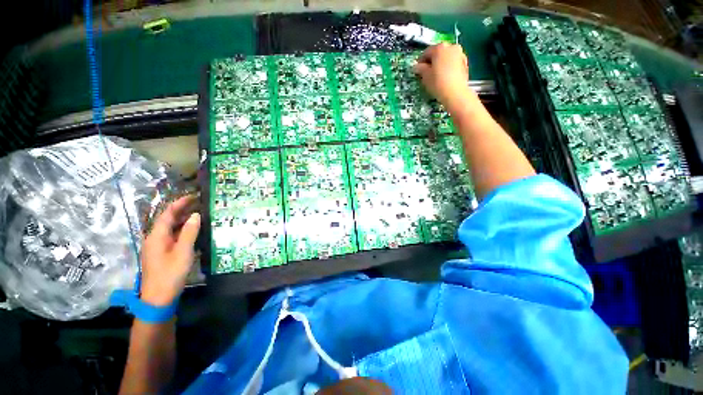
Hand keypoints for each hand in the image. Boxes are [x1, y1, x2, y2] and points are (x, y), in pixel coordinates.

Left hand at [140, 196, 200, 305]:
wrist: (158, 298)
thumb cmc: (170, 274)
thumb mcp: (183, 252)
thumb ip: (189, 232)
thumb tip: (196, 215)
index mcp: (156, 236)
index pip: (167, 214)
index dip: (179, 203)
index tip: (193, 196)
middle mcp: (154, 239)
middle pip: (167, 220)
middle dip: (182, 210)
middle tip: (199, 203)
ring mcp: (157, 247)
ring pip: (170, 228)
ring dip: (183, 220)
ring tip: (199, 214)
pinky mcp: (162, 254)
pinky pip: (172, 237)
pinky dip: (183, 230)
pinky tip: (193, 231)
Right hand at [414, 43, 473, 110]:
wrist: (455, 93)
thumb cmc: (438, 83)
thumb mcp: (425, 76)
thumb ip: (420, 69)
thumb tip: (416, 67)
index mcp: (439, 48)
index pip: (426, 52)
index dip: (420, 61)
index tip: (418, 70)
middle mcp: (451, 47)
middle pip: (438, 53)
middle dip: (432, 61)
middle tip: (427, 73)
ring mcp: (460, 54)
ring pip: (446, 57)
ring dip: (440, 64)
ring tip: (436, 75)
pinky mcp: (465, 63)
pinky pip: (453, 63)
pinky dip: (448, 67)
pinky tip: (445, 77)